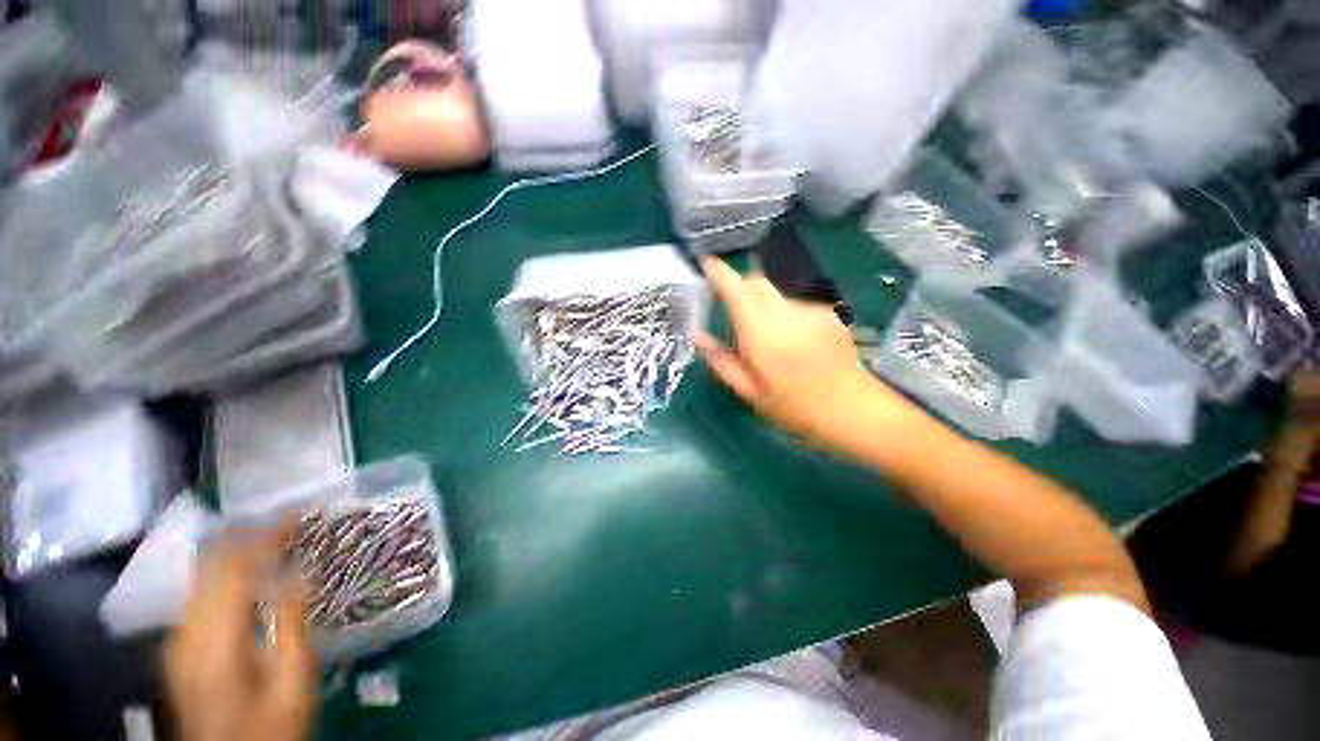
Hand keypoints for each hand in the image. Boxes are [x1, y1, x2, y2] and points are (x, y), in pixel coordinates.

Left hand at [165, 526, 315, 740]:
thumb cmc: (267, 727)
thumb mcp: (292, 684)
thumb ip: (291, 626)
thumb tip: (299, 575)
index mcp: (214, 642)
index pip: (233, 570)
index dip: (264, 538)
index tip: (297, 517)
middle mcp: (186, 633)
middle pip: (208, 568)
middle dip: (247, 538)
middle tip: (287, 523)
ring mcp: (177, 641)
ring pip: (201, 578)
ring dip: (236, 554)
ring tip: (273, 543)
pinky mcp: (179, 648)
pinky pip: (200, 595)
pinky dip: (225, 575)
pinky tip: (249, 577)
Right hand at [697, 256, 892, 444]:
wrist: (850, 409)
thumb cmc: (791, 406)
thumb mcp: (748, 391)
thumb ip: (720, 360)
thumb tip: (699, 336)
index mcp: (759, 330)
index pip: (735, 287)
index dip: (718, 270)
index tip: (706, 262)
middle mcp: (783, 310)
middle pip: (756, 281)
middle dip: (739, 286)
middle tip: (731, 307)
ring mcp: (808, 308)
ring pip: (775, 293)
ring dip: (763, 304)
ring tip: (767, 337)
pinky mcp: (826, 312)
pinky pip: (795, 304)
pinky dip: (784, 314)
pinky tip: (792, 341)